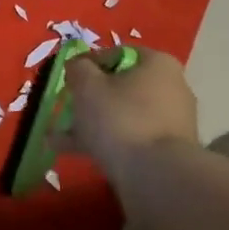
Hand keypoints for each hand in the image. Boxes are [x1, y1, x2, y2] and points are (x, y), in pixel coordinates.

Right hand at [57, 48, 198, 175]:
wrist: (157, 176)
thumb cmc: (120, 118)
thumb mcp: (87, 85)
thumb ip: (78, 68)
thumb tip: (78, 66)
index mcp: (157, 64)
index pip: (116, 54)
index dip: (87, 64)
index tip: (67, 79)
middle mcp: (171, 87)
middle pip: (119, 86)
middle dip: (88, 98)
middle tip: (64, 108)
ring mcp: (171, 121)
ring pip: (121, 115)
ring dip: (90, 123)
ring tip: (57, 137)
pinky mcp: (166, 150)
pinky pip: (129, 137)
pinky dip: (104, 142)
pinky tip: (73, 152)